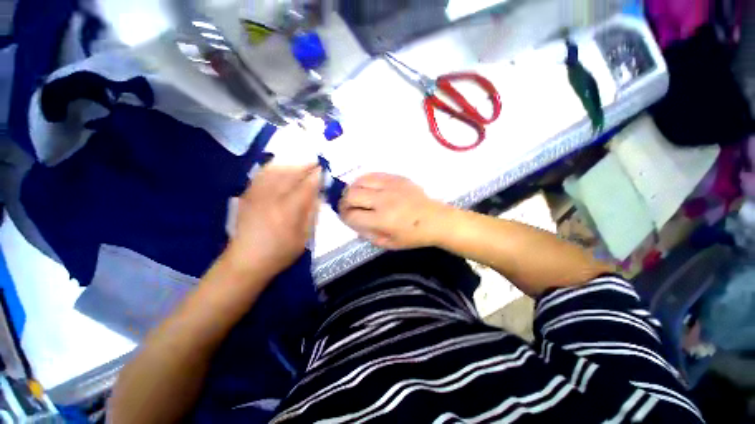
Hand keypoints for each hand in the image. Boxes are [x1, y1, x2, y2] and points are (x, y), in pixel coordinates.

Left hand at [227, 164, 320, 276]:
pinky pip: (261, 175)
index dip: (316, 176)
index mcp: (288, 210)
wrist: (245, 261)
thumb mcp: (303, 237)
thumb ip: (311, 214)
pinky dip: (272, 167)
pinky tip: (279, 166)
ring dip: (290, 164)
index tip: (324, 170)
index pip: (306, 186)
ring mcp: (257, 195)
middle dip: (304, 165)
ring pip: (275, 171)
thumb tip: (317, 196)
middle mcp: (272, 198)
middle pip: (290, 174)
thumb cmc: (280, 252)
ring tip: (300, 162)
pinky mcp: (248, 196)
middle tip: (315, 161)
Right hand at [339, 173, 449, 249]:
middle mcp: (383, 200)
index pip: (352, 216)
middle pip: (351, 195)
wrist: (436, 220)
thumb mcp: (389, 244)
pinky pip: (373, 174)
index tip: (345, 217)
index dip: (344, 217)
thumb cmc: (413, 236)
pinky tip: (366, 187)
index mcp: (382, 220)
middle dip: (343, 202)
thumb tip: (353, 223)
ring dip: (352, 189)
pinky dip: (364, 181)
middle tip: (346, 206)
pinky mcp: (396, 178)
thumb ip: (368, 235)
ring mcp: (390, 186)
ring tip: (355, 195)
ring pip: (359, 181)